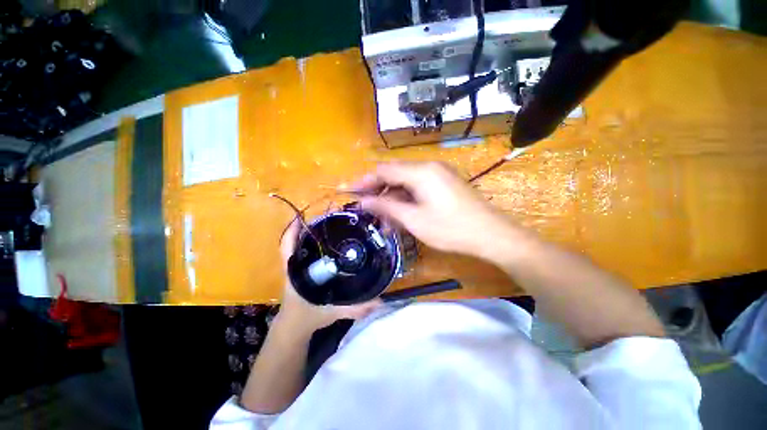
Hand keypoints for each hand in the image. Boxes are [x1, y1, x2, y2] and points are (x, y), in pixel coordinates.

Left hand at [274, 220, 380, 336]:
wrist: (296, 328)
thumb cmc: (307, 318)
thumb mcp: (331, 313)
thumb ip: (354, 309)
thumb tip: (379, 300)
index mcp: (295, 271)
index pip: (288, 246)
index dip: (293, 230)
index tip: (305, 215)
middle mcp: (296, 264)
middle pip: (300, 239)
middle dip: (314, 226)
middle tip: (333, 216)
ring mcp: (300, 266)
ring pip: (306, 244)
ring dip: (318, 233)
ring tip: (337, 223)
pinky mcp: (306, 268)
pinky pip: (312, 251)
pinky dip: (321, 243)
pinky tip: (336, 240)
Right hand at [352, 161, 514, 260]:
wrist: (492, 235)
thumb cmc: (451, 229)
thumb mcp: (414, 220)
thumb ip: (386, 207)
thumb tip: (363, 202)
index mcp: (421, 172)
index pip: (383, 170)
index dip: (364, 181)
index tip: (348, 192)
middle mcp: (429, 167)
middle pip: (394, 175)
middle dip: (377, 191)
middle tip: (364, 208)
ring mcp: (438, 175)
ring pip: (406, 183)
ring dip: (392, 199)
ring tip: (382, 219)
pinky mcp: (444, 184)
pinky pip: (418, 188)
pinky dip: (406, 200)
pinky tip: (400, 215)